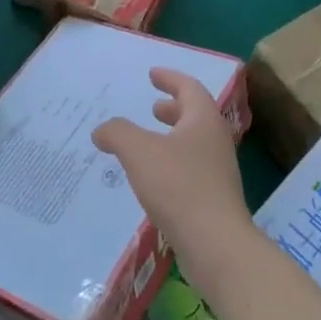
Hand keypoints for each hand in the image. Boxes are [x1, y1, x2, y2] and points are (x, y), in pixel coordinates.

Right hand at [92, 68, 255, 295]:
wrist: (215, 245)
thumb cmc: (178, 187)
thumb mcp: (138, 152)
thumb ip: (117, 133)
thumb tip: (101, 130)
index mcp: (203, 120)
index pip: (189, 87)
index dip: (170, 78)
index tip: (152, 74)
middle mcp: (215, 141)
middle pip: (196, 115)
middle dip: (174, 108)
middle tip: (154, 107)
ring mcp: (219, 171)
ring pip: (194, 143)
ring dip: (172, 136)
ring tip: (149, 142)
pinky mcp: (215, 198)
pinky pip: (192, 168)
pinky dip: (172, 162)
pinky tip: (154, 178)